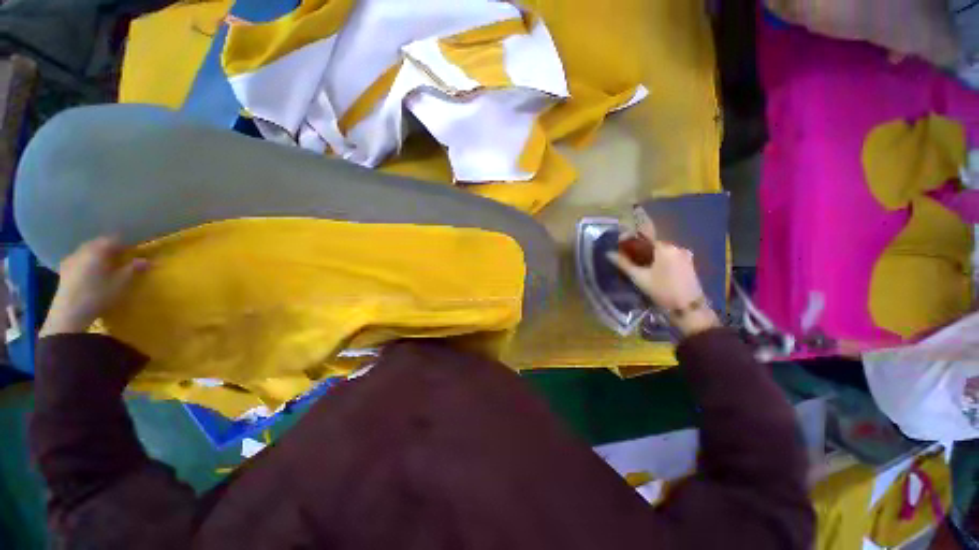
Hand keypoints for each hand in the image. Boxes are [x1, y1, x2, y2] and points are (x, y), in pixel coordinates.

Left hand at [40, 237, 147, 336]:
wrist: (70, 313)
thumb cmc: (98, 294)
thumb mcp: (121, 283)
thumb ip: (134, 269)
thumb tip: (147, 260)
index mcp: (98, 249)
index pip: (115, 239)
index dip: (126, 244)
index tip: (134, 252)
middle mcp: (84, 249)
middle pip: (100, 243)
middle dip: (111, 249)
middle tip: (121, 259)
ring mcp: (71, 258)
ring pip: (88, 251)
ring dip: (98, 255)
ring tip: (106, 265)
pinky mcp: (64, 269)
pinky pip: (79, 259)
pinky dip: (87, 262)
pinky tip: (90, 271)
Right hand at [607, 209, 718, 336]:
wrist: (688, 308)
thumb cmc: (662, 291)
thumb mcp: (639, 278)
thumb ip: (624, 263)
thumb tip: (608, 253)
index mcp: (665, 248)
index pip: (643, 239)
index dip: (630, 242)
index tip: (620, 247)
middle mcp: (677, 247)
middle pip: (653, 245)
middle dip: (639, 250)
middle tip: (627, 259)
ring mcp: (685, 256)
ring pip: (661, 252)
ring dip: (650, 256)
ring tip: (638, 266)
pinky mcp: (689, 265)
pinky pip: (670, 258)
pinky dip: (660, 261)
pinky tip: (653, 271)